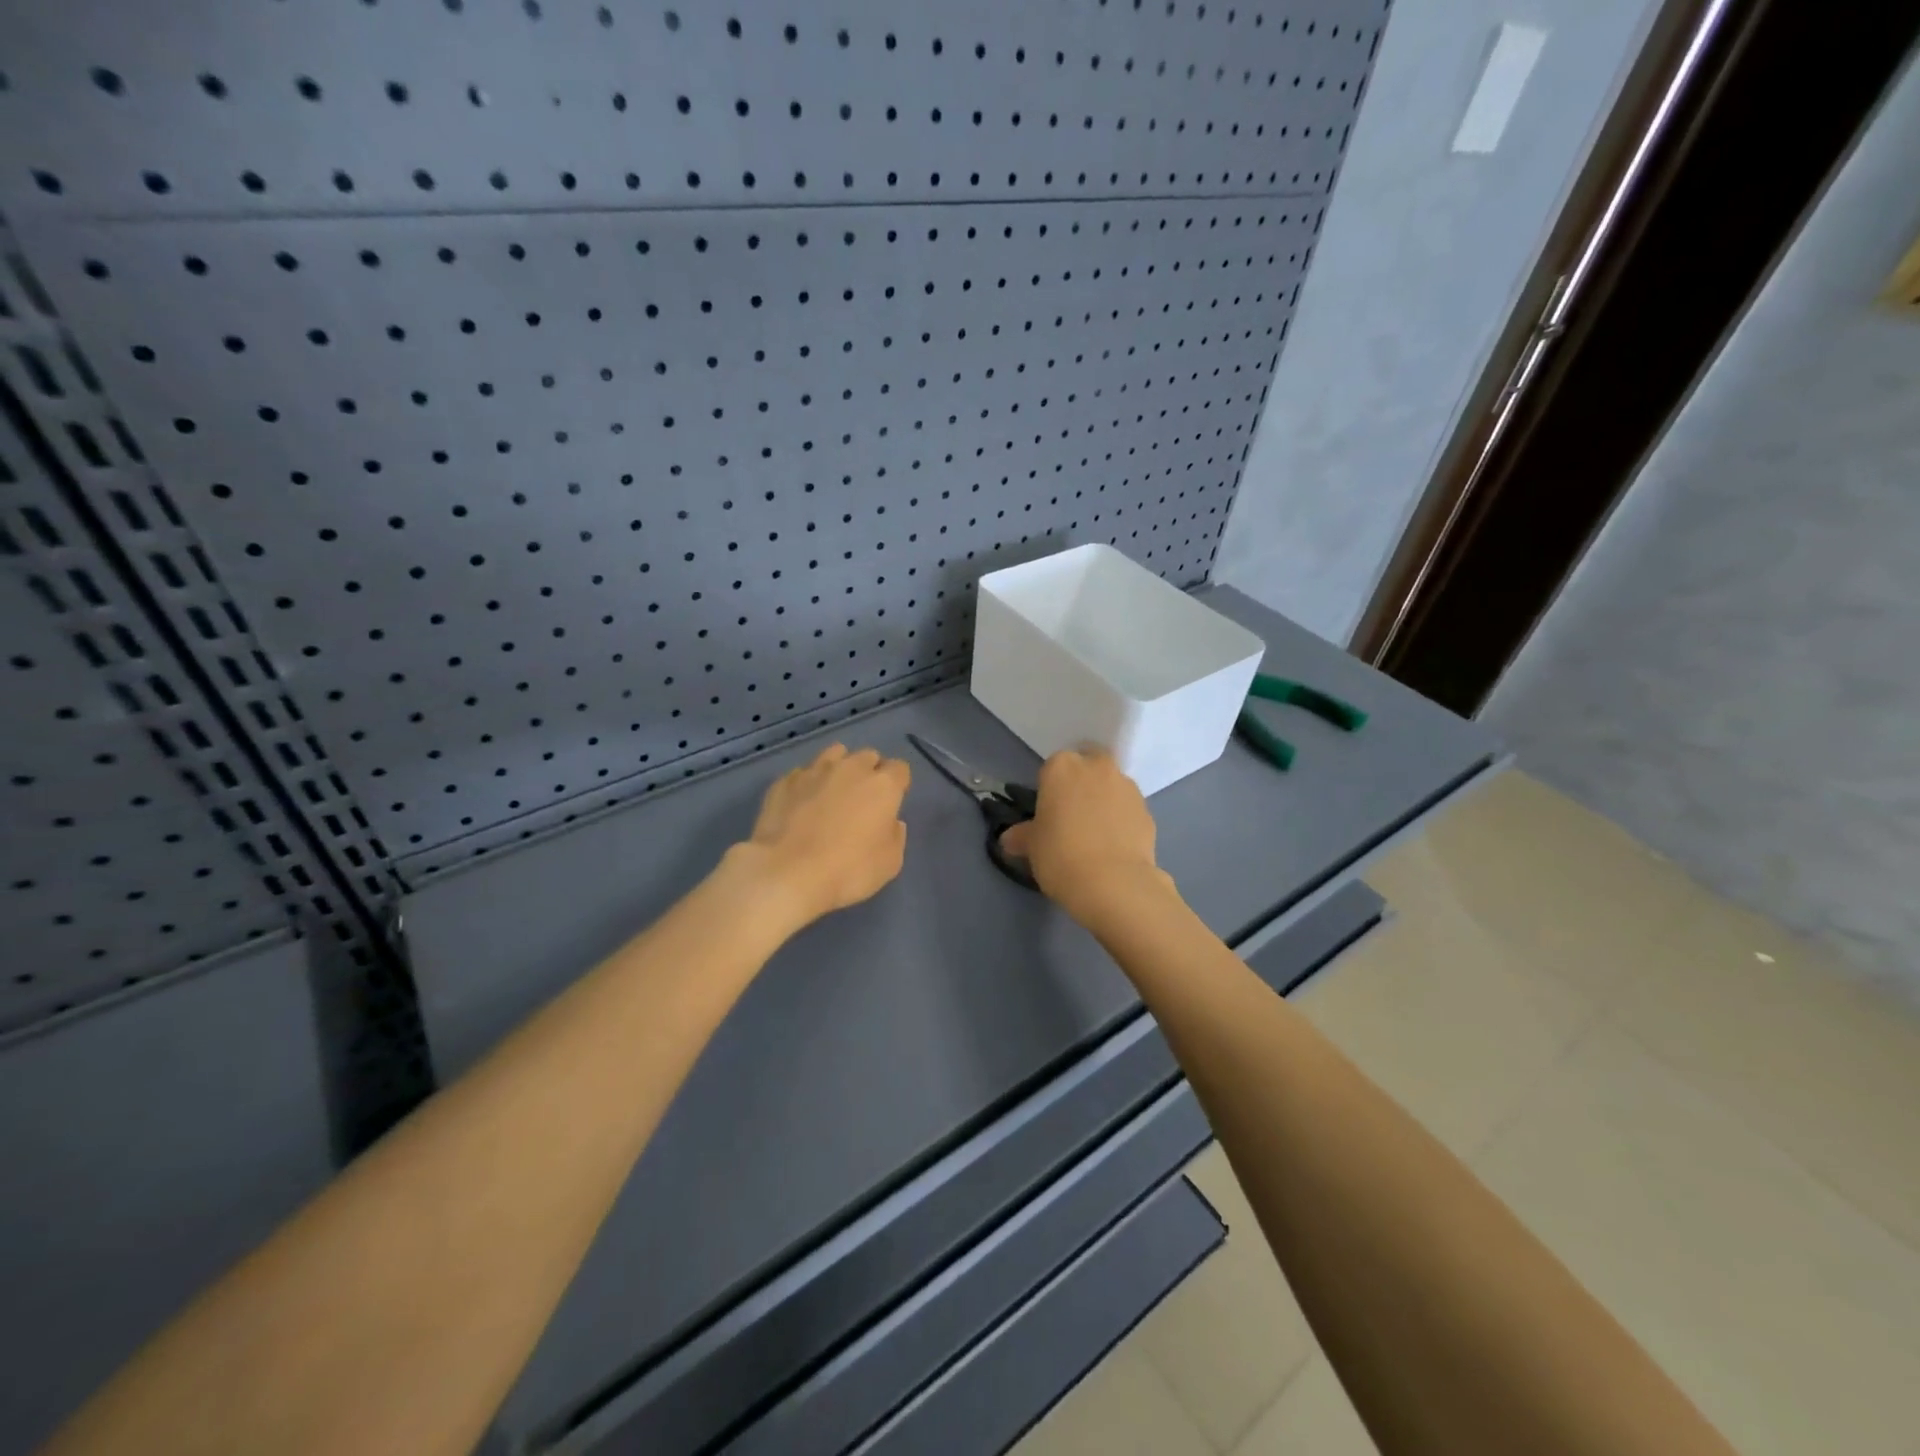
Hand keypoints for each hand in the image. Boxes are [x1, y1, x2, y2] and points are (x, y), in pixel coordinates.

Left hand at [733, 744, 910, 928]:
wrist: (787, 873)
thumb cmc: (848, 870)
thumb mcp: (890, 863)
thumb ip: (895, 836)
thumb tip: (891, 822)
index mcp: (883, 785)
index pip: (900, 768)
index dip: (898, 784)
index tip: (891, 803)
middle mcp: (851, 768)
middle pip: (868, 756)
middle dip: (869, 772)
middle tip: (862, 800)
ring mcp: (814, 771)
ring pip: (834, 754)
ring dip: (839, 768)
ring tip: (831, 793)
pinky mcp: (784, 781)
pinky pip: (803, 774)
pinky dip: (807, 784)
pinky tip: (800, 805)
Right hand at [998, 750, 1176, 922]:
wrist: (1114, 883)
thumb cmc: (1061, 855)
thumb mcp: (1032, 847)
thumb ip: (1021, 836)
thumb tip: (1010, 839)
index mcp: (1062, 767)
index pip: (1052, 768)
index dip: (1050, 789)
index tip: (1048, 813)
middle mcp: (1097, 767)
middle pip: (1088, 767)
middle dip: (1082, 785)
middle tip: (1073, 817)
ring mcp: (1127, 787)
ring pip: (1111, 787)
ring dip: (1104, 801)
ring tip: (1096, 836)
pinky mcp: (1148, 811)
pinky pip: (1128, 810)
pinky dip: (1122, 821)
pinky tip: (1114, 847)